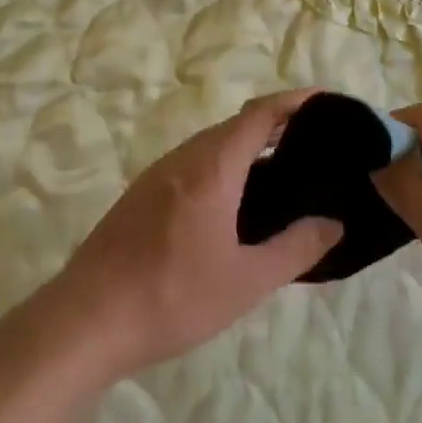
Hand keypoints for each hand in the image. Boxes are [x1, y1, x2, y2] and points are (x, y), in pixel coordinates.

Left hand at [51, 91, 343, 378]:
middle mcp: (182, 159)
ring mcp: (155, 175)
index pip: (259, 115)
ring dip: (245, 150)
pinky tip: (232, 205)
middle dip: (274, 127)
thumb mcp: (247, 280)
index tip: (326, 102)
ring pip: (209, 146)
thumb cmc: (173, 296)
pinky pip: (190, 166)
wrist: (87, 320)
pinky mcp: (139, 196)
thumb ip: (296, 248)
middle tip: (314, 147)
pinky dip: (221, 168)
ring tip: (281, 176)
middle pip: (234, 126)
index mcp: (211, 167)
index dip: (294, 102)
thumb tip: (333, 223)